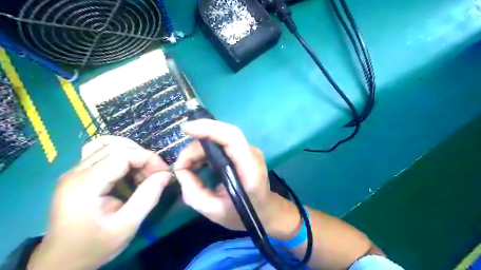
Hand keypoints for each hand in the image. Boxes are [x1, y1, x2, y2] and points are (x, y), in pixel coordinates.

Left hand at [28, 137, 171, 269]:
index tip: (164, 172)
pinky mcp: (78, 175)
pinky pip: (105, 157)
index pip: (122, 154)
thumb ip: (148, 197)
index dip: (148, 158)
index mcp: (85, 184)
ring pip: (111, 148)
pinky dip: (124, 161)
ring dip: (134, 157)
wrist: (61, 262)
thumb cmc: (94, 246)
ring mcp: (75, 172)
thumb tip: (166, 174)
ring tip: (144, 175)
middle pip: (116, 147)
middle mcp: (76, 172)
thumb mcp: (127, 225)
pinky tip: (130, 176)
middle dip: (142, 156)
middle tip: (155, 174)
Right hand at [175, 120, 298, 235]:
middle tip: (181, 165)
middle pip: (222, 136)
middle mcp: (251, 153)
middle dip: (197, 146)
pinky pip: (221, 144)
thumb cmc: (243, 215)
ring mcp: (248, 150)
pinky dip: (205, 151)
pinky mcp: (243, 151)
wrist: (265, 210)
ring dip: (199, 149)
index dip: (209, 129)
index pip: (232, 138)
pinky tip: (197, 164)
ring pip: (219, 138)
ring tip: (187, 166)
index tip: (186, 129)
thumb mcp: (214, 212)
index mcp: (249, 169)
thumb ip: (193, 193)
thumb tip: (180, 170)